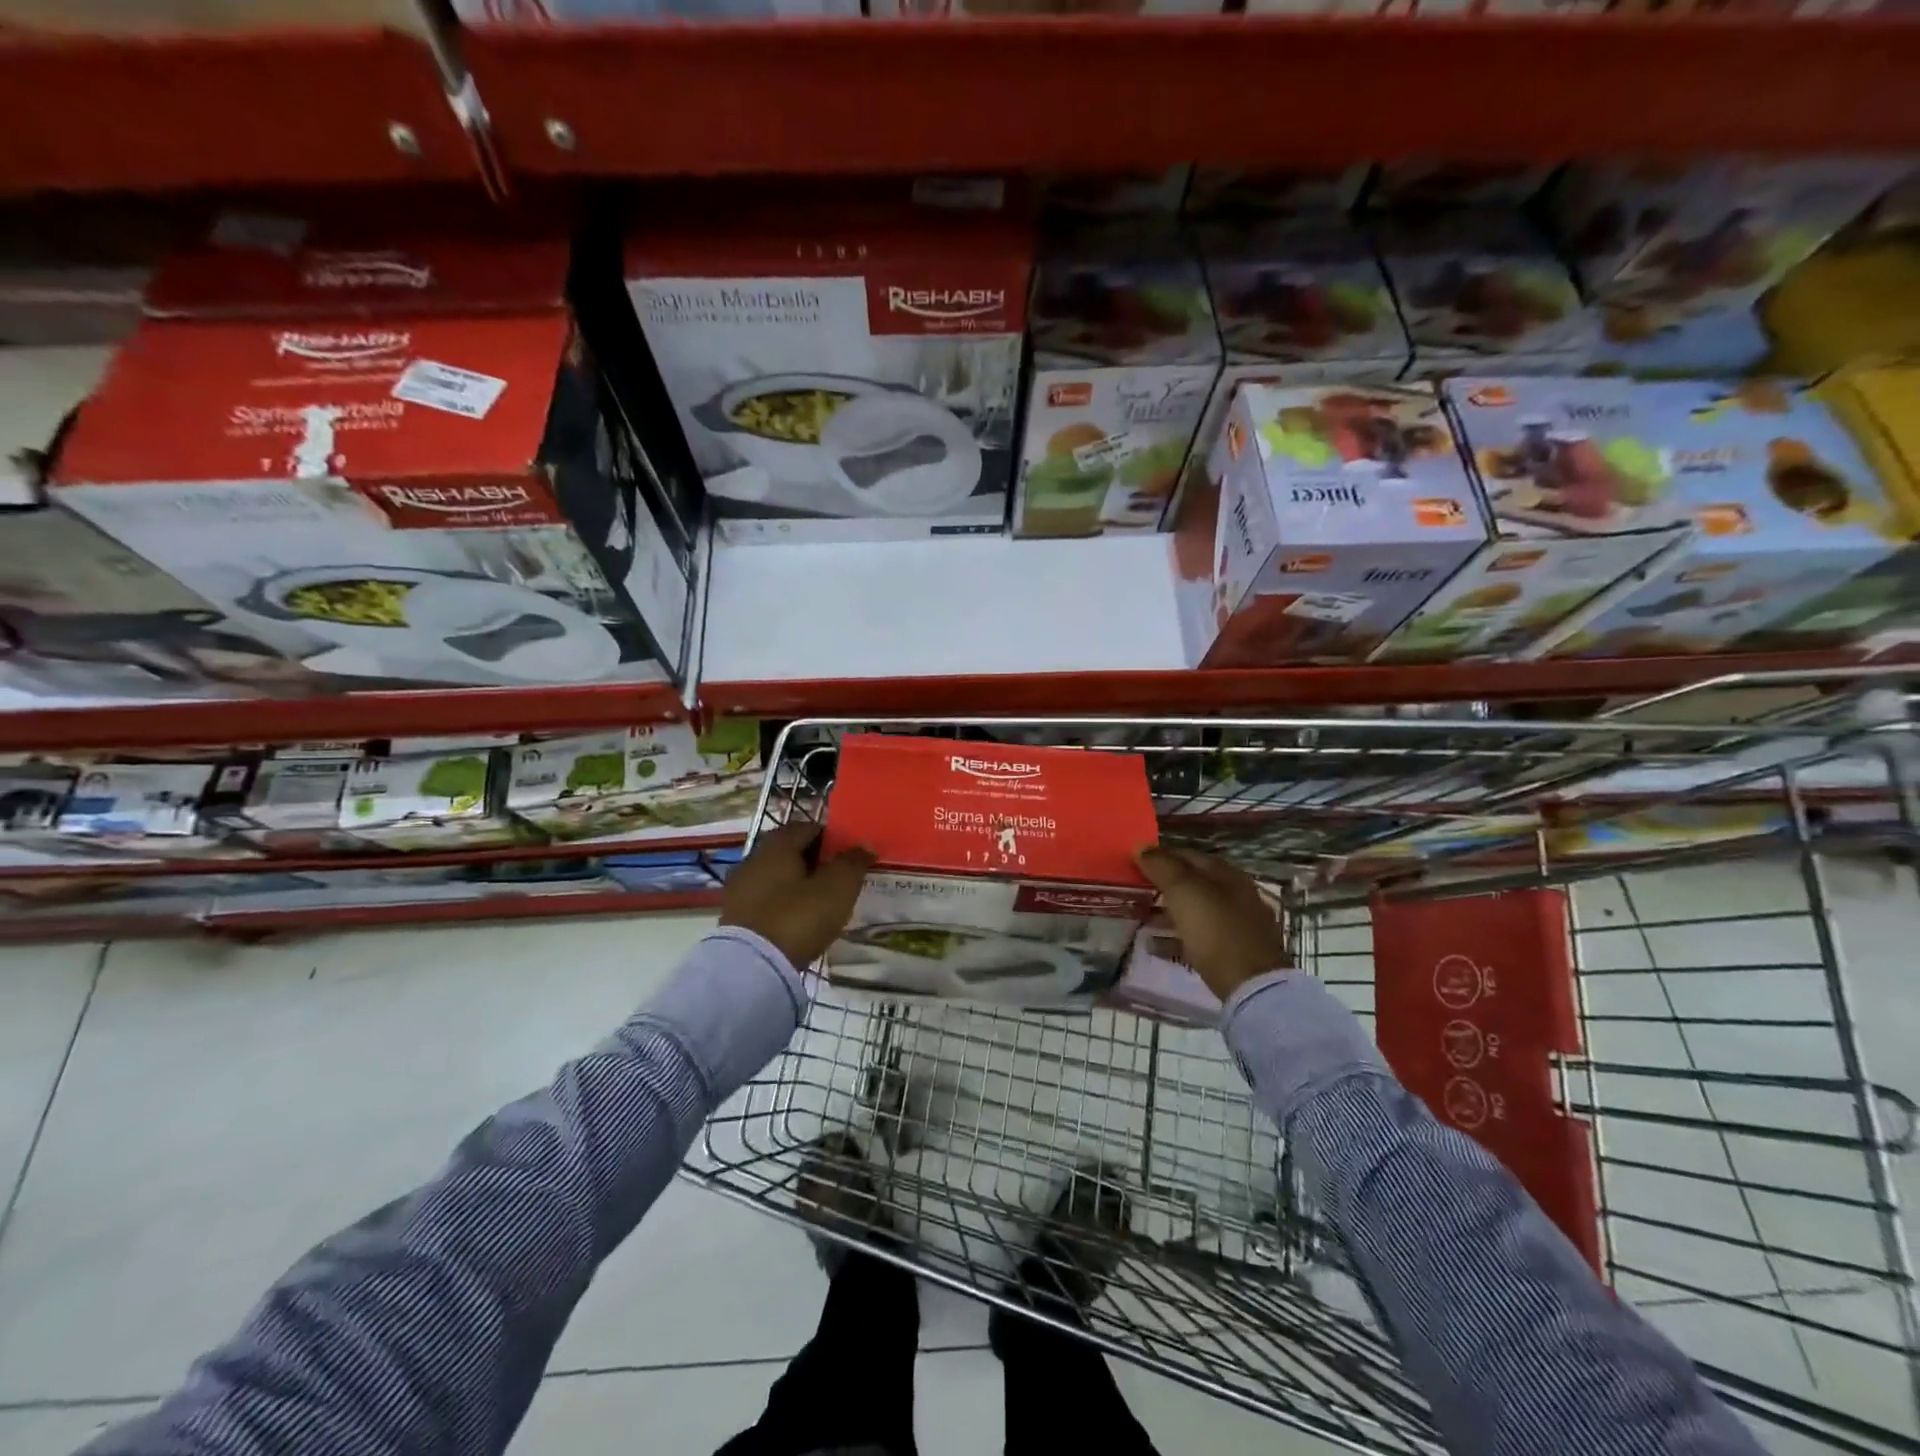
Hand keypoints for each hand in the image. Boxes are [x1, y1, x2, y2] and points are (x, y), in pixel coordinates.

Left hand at [721, 822, 875, 971]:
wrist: (753, 966)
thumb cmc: (799, 916)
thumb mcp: (838, 887)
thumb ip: (853, 862)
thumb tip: (865, 845)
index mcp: (777, 845)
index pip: (808, 828)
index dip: (831, 837)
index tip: (847, 855)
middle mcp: (753, 858)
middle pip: (788, 851)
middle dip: (812, 860)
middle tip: (835, 878)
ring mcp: (739, 888)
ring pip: (775, 876)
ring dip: (795, 883)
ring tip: (817, 902)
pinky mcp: (733, 915)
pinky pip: (764, 899)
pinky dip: (781, 903)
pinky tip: (795, 919)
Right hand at [1135, 846, 1290, 1002]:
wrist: (1251, 986)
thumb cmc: (1215, 930)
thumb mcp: (1184, 891)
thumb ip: (1162, 866)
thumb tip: (1141, 846)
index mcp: (1227, 874)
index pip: (1187, 855)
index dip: (1160, 856)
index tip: (1133, 863)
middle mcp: (1235, 894)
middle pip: (1192, 883)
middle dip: (1162, 885)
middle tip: (1134, 890)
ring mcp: (1237, 925)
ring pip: (1195, 911)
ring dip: (1167, 911)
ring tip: (1140, 917)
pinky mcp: (1233, 952)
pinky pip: (1197, 937)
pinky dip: (1175, 938)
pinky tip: (1154, 946)